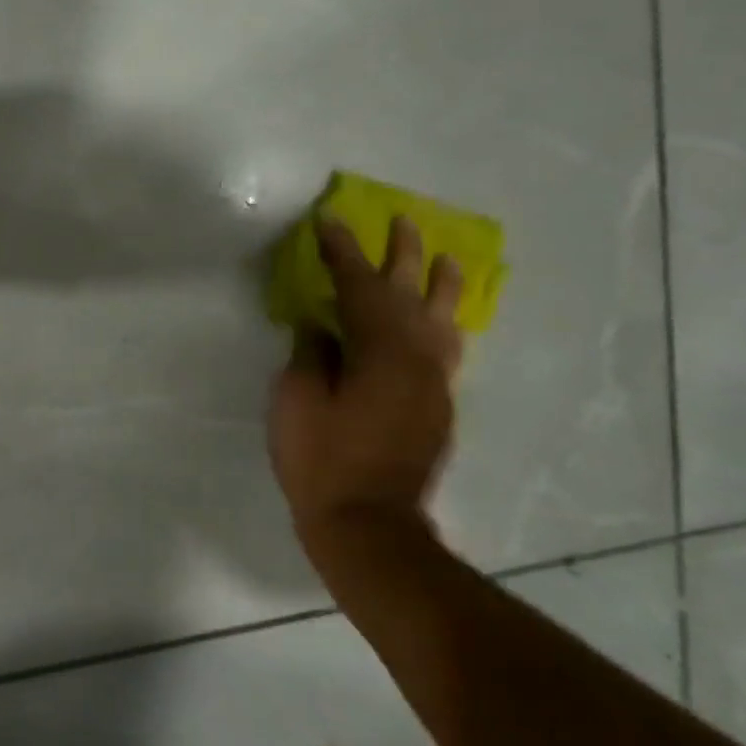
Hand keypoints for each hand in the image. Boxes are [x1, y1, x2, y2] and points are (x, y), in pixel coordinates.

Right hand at [267, 215, 462, 552]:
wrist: (369, 524)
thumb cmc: (322, 460)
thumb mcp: (297, 401)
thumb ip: (311, 354)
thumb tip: (320, 326)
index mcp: (379, 350)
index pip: (359, 286)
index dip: (342, 252)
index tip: (329, 222)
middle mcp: (416, 358)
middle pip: (410, 293)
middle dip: (402, 255)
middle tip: (401, 221)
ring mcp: (433, 383)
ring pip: (443, 320)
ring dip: (440, 286)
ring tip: (446, 259)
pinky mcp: (437, 406)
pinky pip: (447, 350)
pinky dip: (443, 325)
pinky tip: (442, 322)